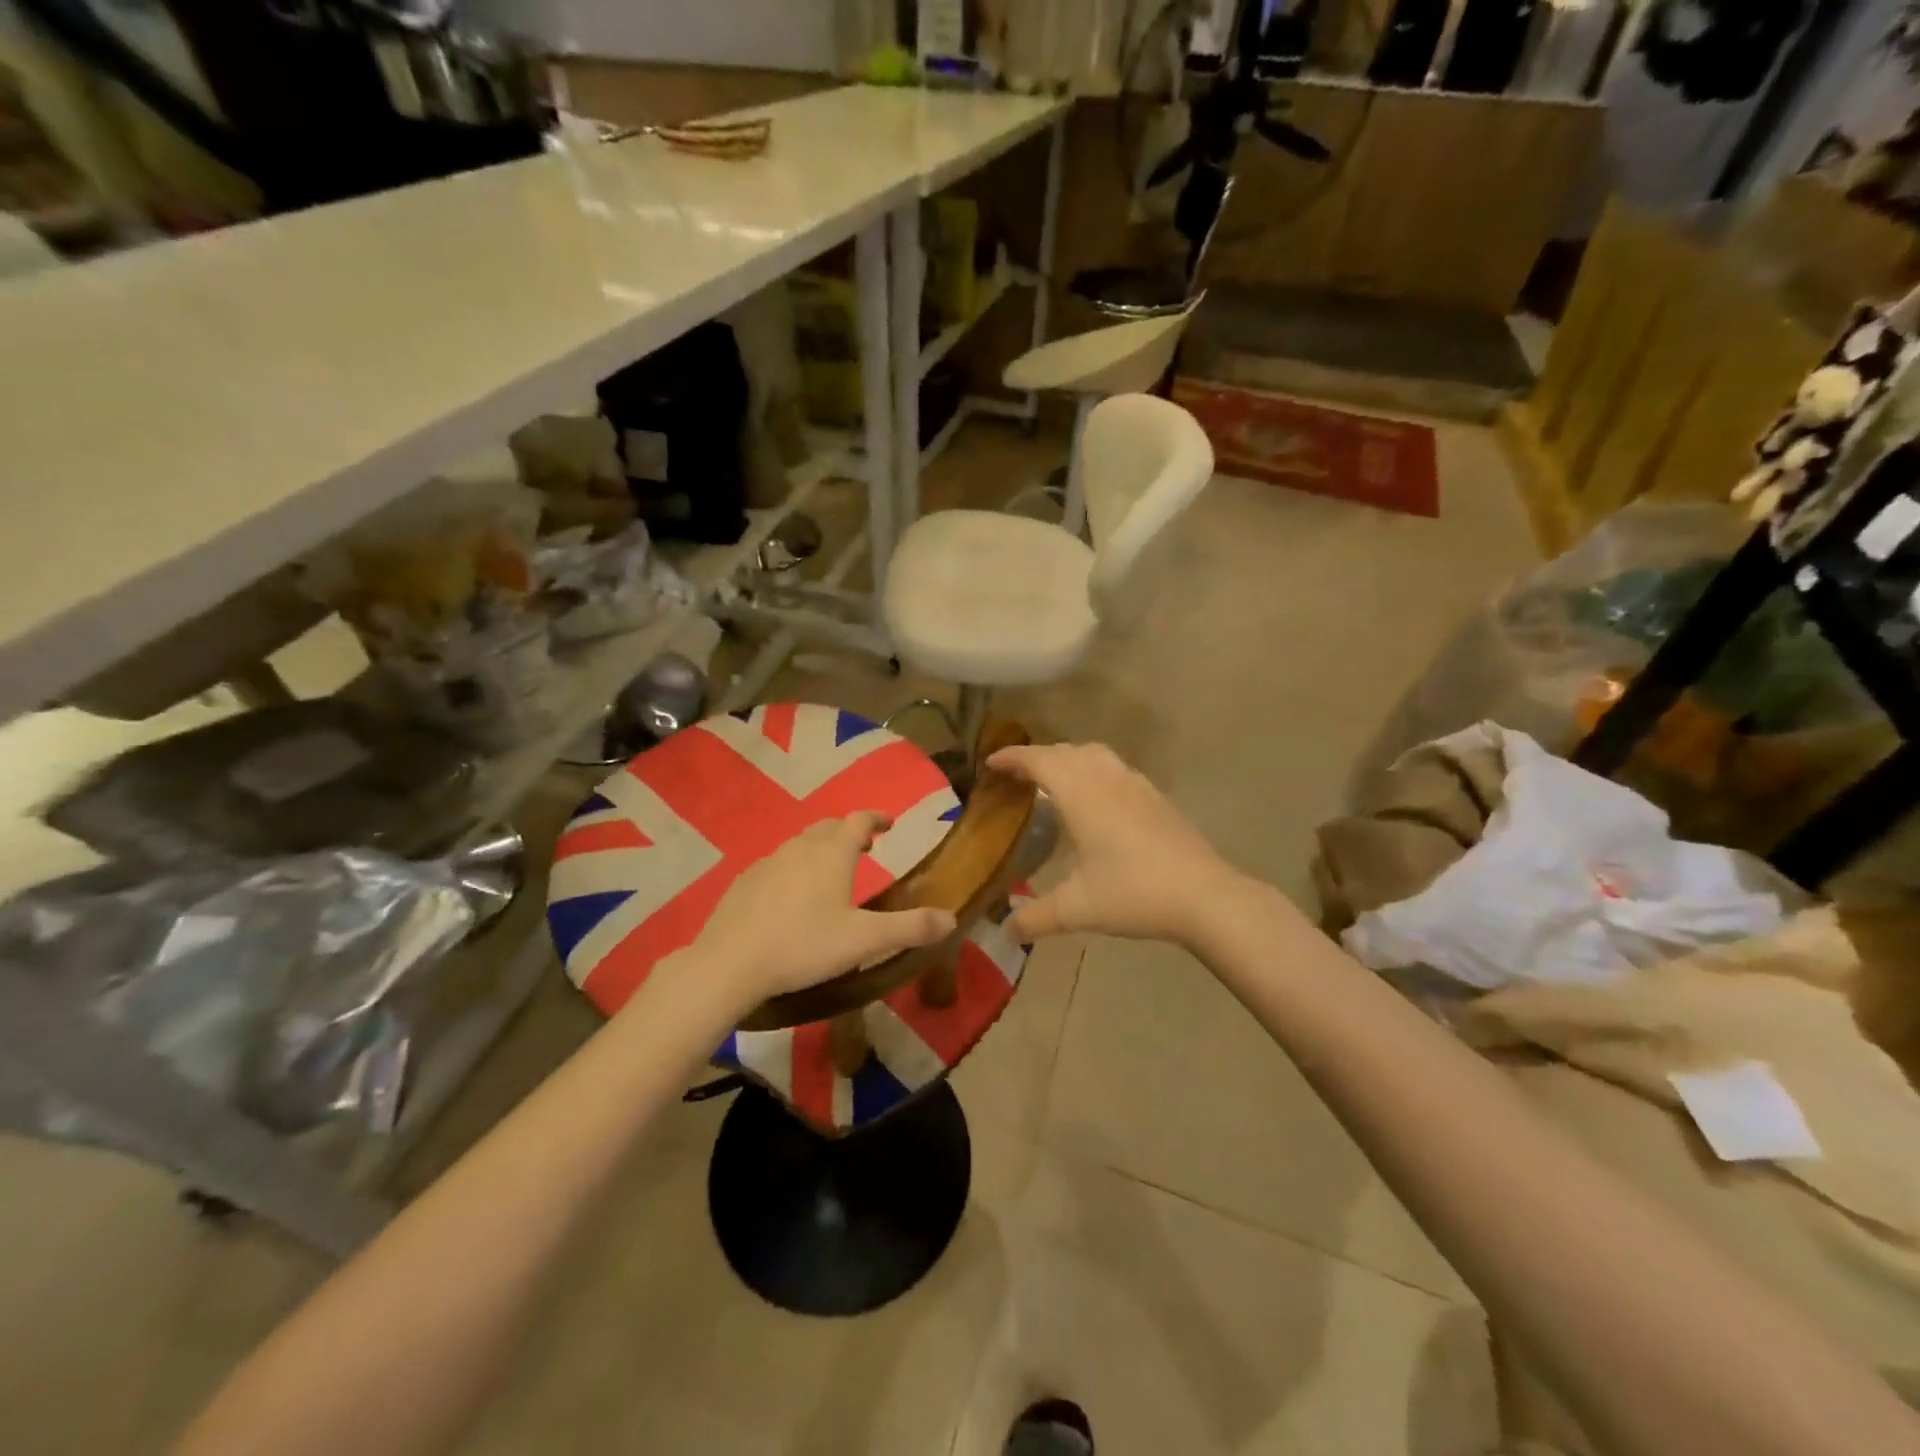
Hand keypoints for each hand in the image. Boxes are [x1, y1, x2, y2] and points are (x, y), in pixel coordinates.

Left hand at [667, 811, 956, 1014]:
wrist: (730, 962)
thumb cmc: (804, 945)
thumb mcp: (864, 941)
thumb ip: (909, 928)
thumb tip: (951, 918)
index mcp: (832, 853)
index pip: (859, 820)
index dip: (876, 818)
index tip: (889, 822)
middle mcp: (800, 847)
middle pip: (829, 827)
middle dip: (849, 831)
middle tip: (865, 846)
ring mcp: (768, 861)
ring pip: (801, 843)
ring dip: (822, 848)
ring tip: (832, 870)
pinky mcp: (745, 881)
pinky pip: (778, 863)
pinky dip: (795, 867)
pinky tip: (792, 895)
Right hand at [988, 743, 1244, 948]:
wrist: (1205, 896)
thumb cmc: (1135, 894)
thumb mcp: (1077, 909)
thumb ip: (1036, 917)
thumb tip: (1004, 932)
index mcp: (1082, 795)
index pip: (1040, 761)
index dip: (1013, 757)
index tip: (991, 762)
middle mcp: (1107, 780)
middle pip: (1067, 751)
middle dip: (1038, 756)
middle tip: (1017, 775)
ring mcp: (1137, 785)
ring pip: (1095, 754)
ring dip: (1069, 758)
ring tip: (1054, 779)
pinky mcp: (1157, 798)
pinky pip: (1116, 768)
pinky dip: (1095, 770)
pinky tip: (1098, 799)